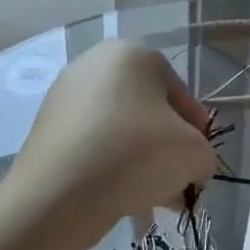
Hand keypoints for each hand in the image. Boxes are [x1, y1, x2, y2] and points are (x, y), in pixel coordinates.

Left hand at [13, 41, 217, 220]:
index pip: (179, 91)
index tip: (198, 158)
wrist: (59, 194)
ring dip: (140, 159)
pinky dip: (110, 165)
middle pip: (147, 110)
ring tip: (152, 196)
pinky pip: (92, 144)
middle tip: (176, 179)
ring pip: (119, 129)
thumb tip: (192, 164)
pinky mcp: (45, 127)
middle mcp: (95, 63)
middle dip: (165, 146)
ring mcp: (64, 94)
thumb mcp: (195, 154)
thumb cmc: (137, 155)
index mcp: (134, 53)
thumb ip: (204, 153)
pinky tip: (122, 195)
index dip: (195, 128)